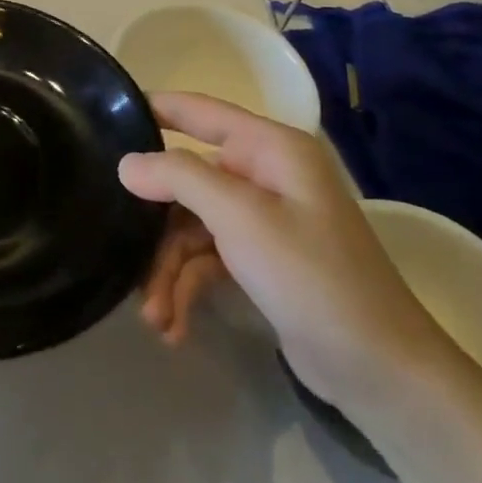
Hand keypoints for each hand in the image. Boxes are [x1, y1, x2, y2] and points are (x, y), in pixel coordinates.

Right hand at [120, 92, 453, 415]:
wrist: (381, 372)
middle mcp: (263, 174)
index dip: (150, 109)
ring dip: (168, 269)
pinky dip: (188, 287)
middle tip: (122, 252)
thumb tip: (126, 163)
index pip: (196, 110)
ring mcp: (262, 218)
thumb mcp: (240, 218)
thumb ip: (179, 178)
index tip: (100, 118)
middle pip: (185, 180)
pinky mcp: (259, 259)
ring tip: (155, 317)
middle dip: (154, 224)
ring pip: (190, 225)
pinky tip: (174, 325)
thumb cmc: (312, 277)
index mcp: (268, 148)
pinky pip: (206, 258)